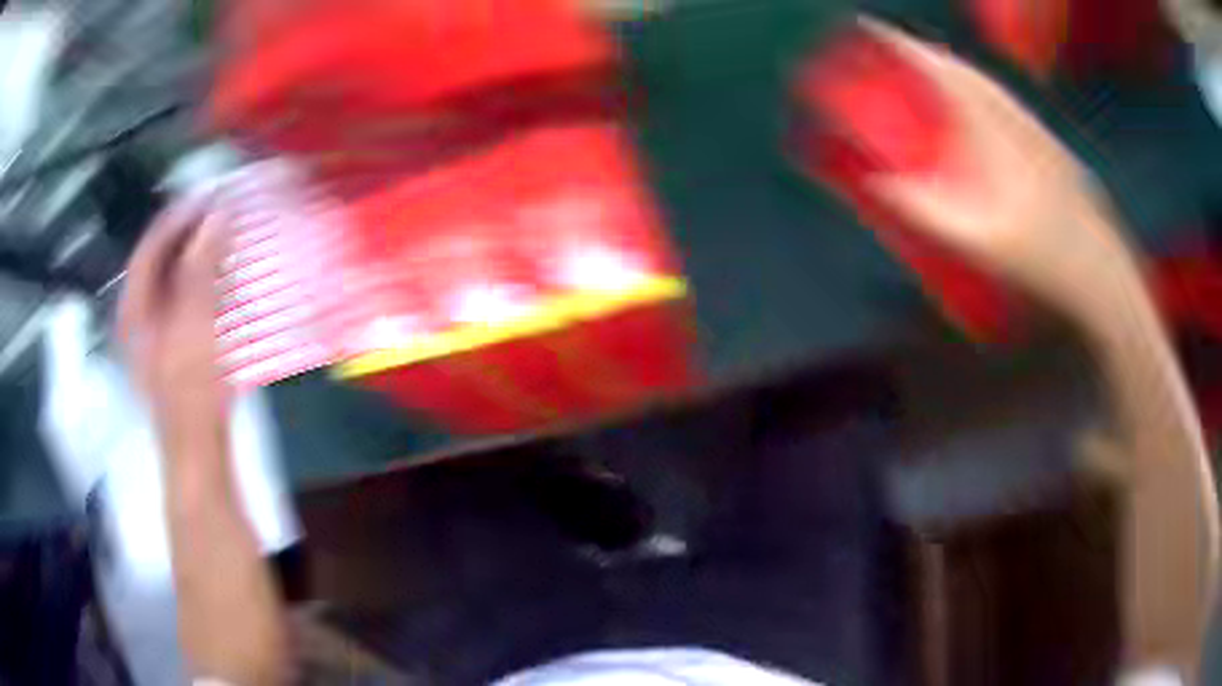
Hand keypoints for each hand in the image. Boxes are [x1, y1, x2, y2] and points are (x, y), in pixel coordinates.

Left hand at [118, 194, 229, 443]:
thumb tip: (218, 215)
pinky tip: (225, 277)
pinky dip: (205, 281)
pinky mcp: (175, 345)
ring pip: (176, 278)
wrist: (196, 444)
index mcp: (135, 304)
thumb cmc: (190, 384)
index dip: (180, 213)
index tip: (210, 193)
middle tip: (223, 212)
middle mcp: (140, 312)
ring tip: (228, 237)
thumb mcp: (194, 320)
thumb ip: (202, 264)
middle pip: (163, 258)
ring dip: (201, 255)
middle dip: (192, 232)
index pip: (153, 242)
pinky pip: (187, 299)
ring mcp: (157, 330)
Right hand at [861, 19, 1134, 312]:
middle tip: (896, 51)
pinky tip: (982, 115)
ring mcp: (1042, 137)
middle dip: (926, 53)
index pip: (943, 72)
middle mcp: (1020, 122)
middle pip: (966, 71)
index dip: (903, 46)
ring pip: (991, 87)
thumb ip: (927, 212)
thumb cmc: (1046, 266)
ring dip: (956, 72)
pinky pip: (1009, 107)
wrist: (1105, 281)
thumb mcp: (980, 244)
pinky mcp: (1056, 154)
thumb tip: (879, 183)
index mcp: (998, 132)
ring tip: (933, 76)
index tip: (870, 27)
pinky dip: (983, 95)